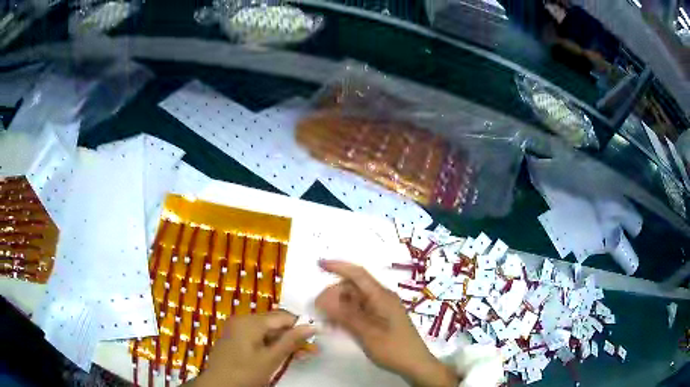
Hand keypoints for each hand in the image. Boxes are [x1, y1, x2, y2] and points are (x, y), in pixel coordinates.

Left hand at [193, 310, 315, 386]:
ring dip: (282, 341)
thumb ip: (291, 341)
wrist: (217, 385)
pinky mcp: (234, 338)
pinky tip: (279, 355)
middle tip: (309, 350)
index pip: (282, 316)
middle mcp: (242, 320)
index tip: (315, 337)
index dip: (300, 325)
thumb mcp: (271, 359)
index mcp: (250, 321)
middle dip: (291, 335)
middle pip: (273, 323)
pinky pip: (256, 336)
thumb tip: (311, 326)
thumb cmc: (245, 373)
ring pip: (266, 330)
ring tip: (297, 355)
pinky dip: (269, 344)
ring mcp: (236, 329)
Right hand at [315, 260, 458, 386]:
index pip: (357, 274)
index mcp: (381, 297)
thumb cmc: (394, 349)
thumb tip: (322, 299)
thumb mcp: (367, 334)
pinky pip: (360, 310)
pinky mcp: (381, 319)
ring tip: (325, 320)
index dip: (338, 266)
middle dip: (334, 293)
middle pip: (353, 287)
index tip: (319, 264)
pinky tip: (336, 326)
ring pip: (355, 299)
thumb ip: (345, 316)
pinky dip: (346, 315)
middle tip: (318, 309)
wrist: (415, 364)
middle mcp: (381, 298)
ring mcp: (382, 309)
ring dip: (338, 306)